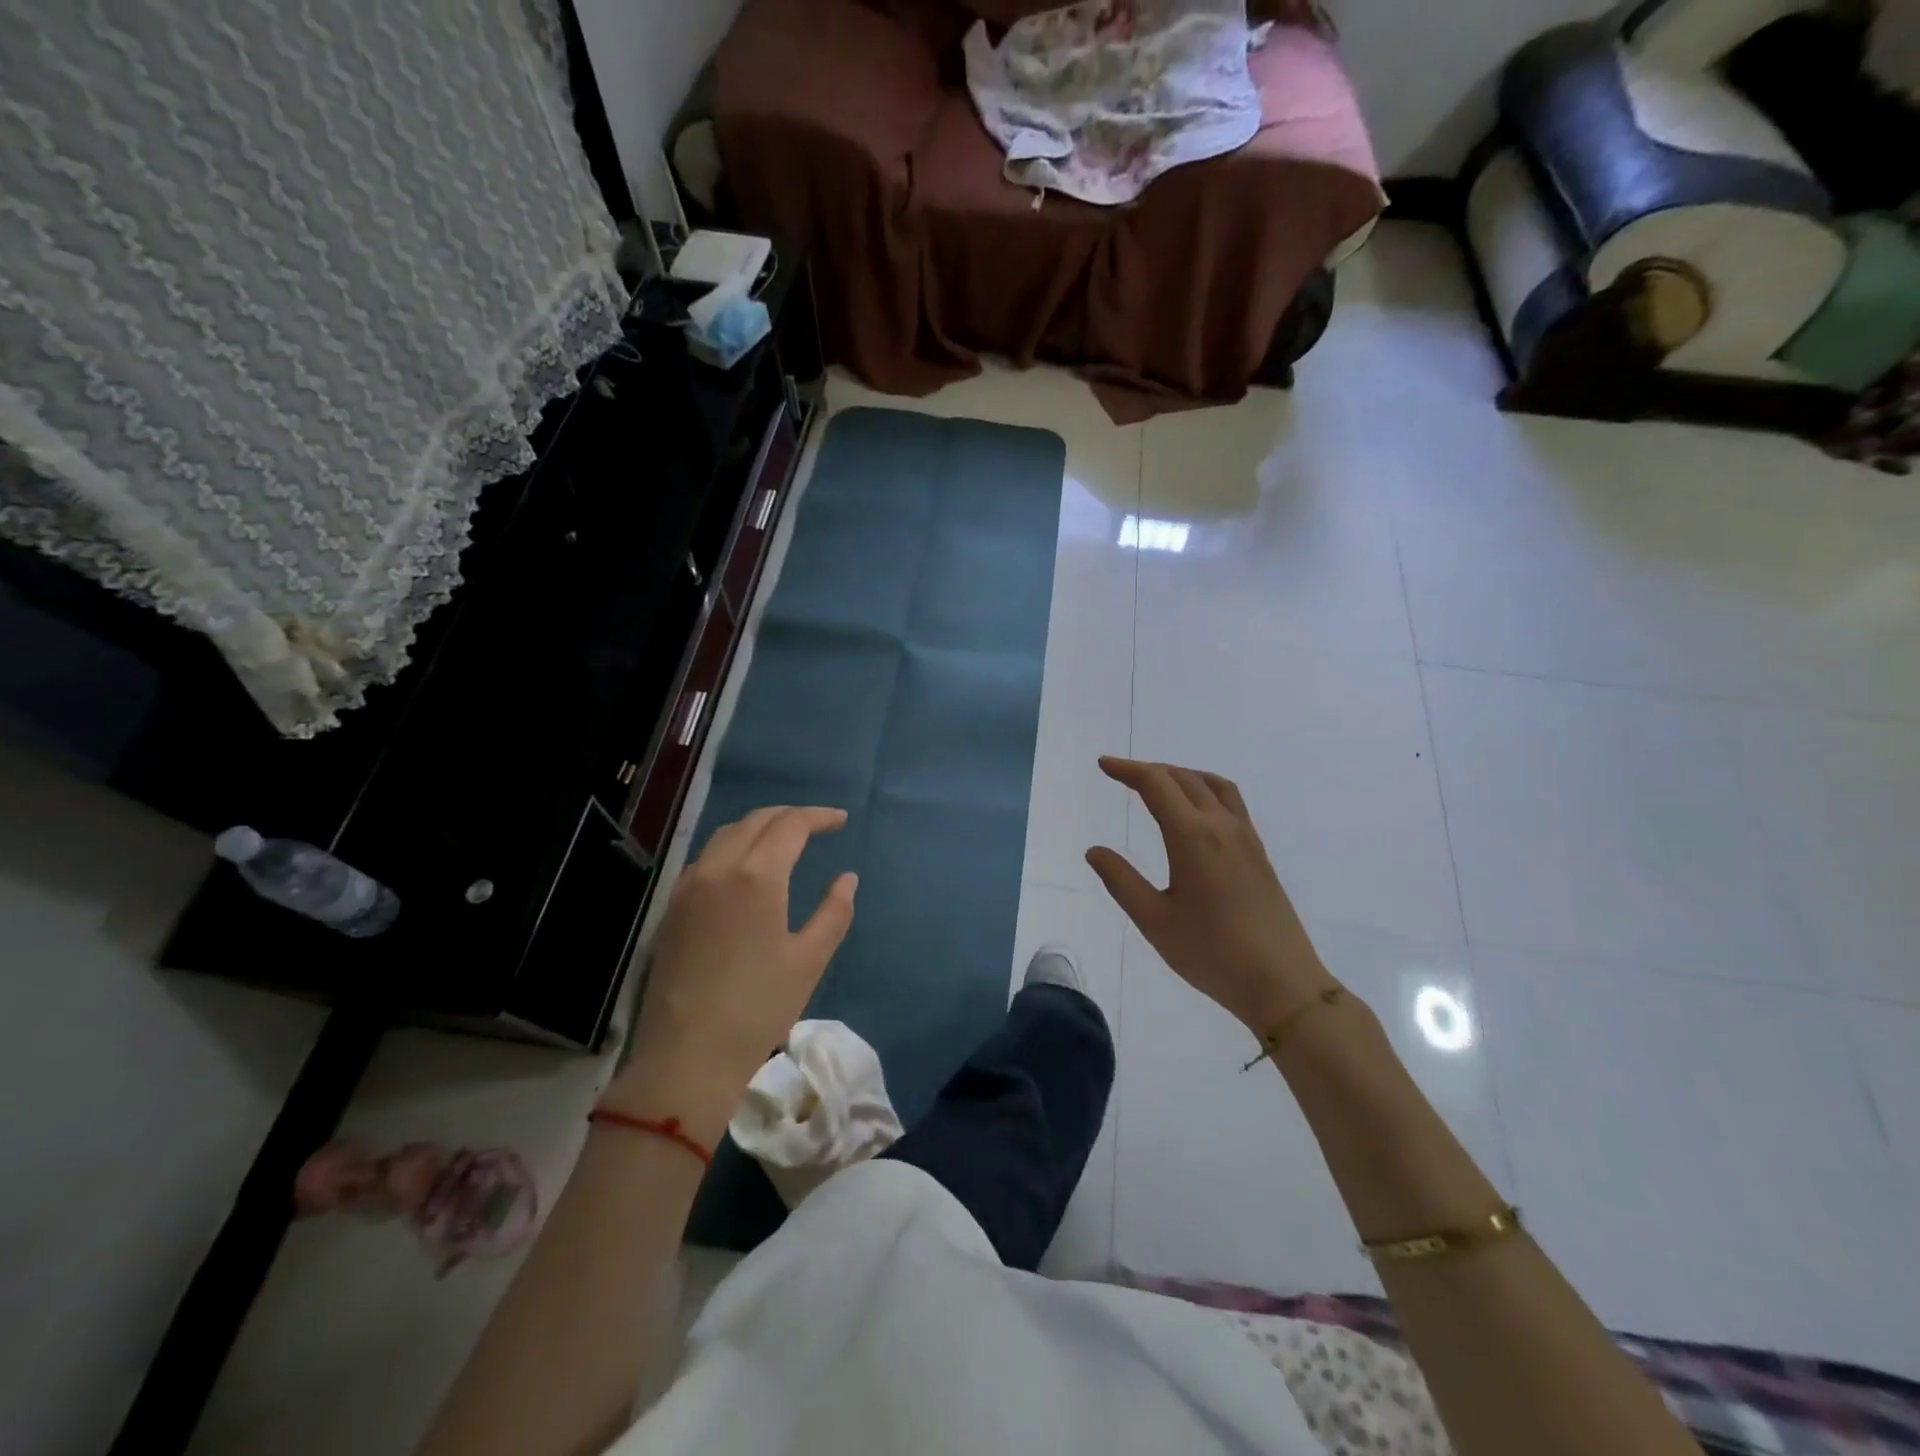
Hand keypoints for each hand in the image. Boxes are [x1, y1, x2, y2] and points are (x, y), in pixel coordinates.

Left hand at [610, 807, 856, 1141]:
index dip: (819, 817)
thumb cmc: (758, 1007)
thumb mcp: (810, 960)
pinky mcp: (672, 909)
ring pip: (725, 835)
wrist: (687, 1057)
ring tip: (783, 840)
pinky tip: (745, 869)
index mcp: (756, 876)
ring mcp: (688, 887)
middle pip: (755, 821)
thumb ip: (834, 912)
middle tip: (817, 825)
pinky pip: (705, 858)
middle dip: (789, 816)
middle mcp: (718, 868)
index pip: (790, 825)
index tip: (841, 821)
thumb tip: (846, 878)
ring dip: (758, 828)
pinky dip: (732, 848)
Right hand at [1086, 758, 1335, 1036]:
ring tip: (1158, 784)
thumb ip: (1121, 881)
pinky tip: (1196, 811)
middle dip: (1150, 770)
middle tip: (1121, 774)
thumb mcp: (1155, 920)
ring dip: (1181, 775)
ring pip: (1212, 784)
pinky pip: (1230, 801)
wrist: (1281, 983)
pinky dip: (1205, 789)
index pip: (1156, 785)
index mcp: (1193, 837)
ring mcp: (1246, 837)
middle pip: (1184, 778)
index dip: (1128, 770)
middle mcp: (1221, 826)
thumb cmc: (1211, 953)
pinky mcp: (1259, 853)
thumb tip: (1095, 851)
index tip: (1104, 765)